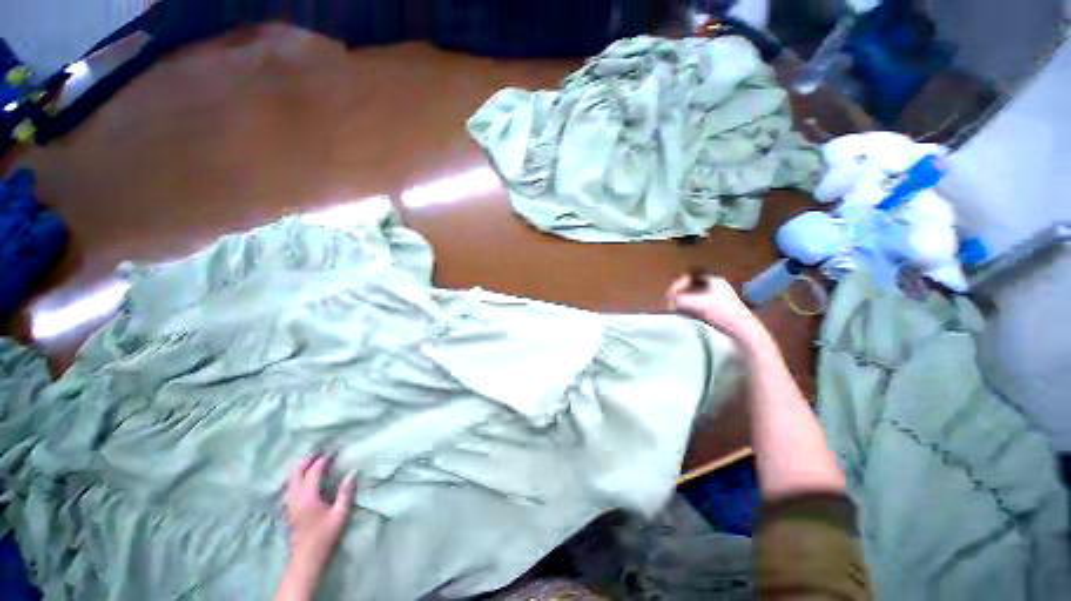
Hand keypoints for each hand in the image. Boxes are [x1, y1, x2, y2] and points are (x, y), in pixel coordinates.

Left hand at [284, 455, 355, 569]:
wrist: (307, 558)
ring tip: (314, 462)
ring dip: (302, 468)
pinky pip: (291, 486)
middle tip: (321, 453)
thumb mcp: (340, 514)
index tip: (334, 452)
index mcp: (308, 497)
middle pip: (296, 472)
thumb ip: (346, 492)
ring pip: (291, 479)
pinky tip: (307, 478)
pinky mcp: (290, 508)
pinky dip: (298, 477)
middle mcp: (296, 498)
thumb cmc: (325, 535)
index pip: (314, 471)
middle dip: (308, 460)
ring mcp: (290, 503)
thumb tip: (353, 472)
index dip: (324, 460)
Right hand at [666, 274, 771, 350]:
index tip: (671, 294)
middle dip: (680, 293)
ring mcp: (719, 298)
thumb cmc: (721, 313)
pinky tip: (688, 316)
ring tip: (678, 311)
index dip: (677, 283)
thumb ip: (680, 299)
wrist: (743, 331)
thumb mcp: (697, 304)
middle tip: (672, 303)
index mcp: (713, 280)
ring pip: (695, 296)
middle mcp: (716, 286)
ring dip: (684, 302)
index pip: (690, 276)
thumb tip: (669, 299)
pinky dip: (691, 308)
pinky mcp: (720, 310)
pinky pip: (700, 305)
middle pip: (692, 286)